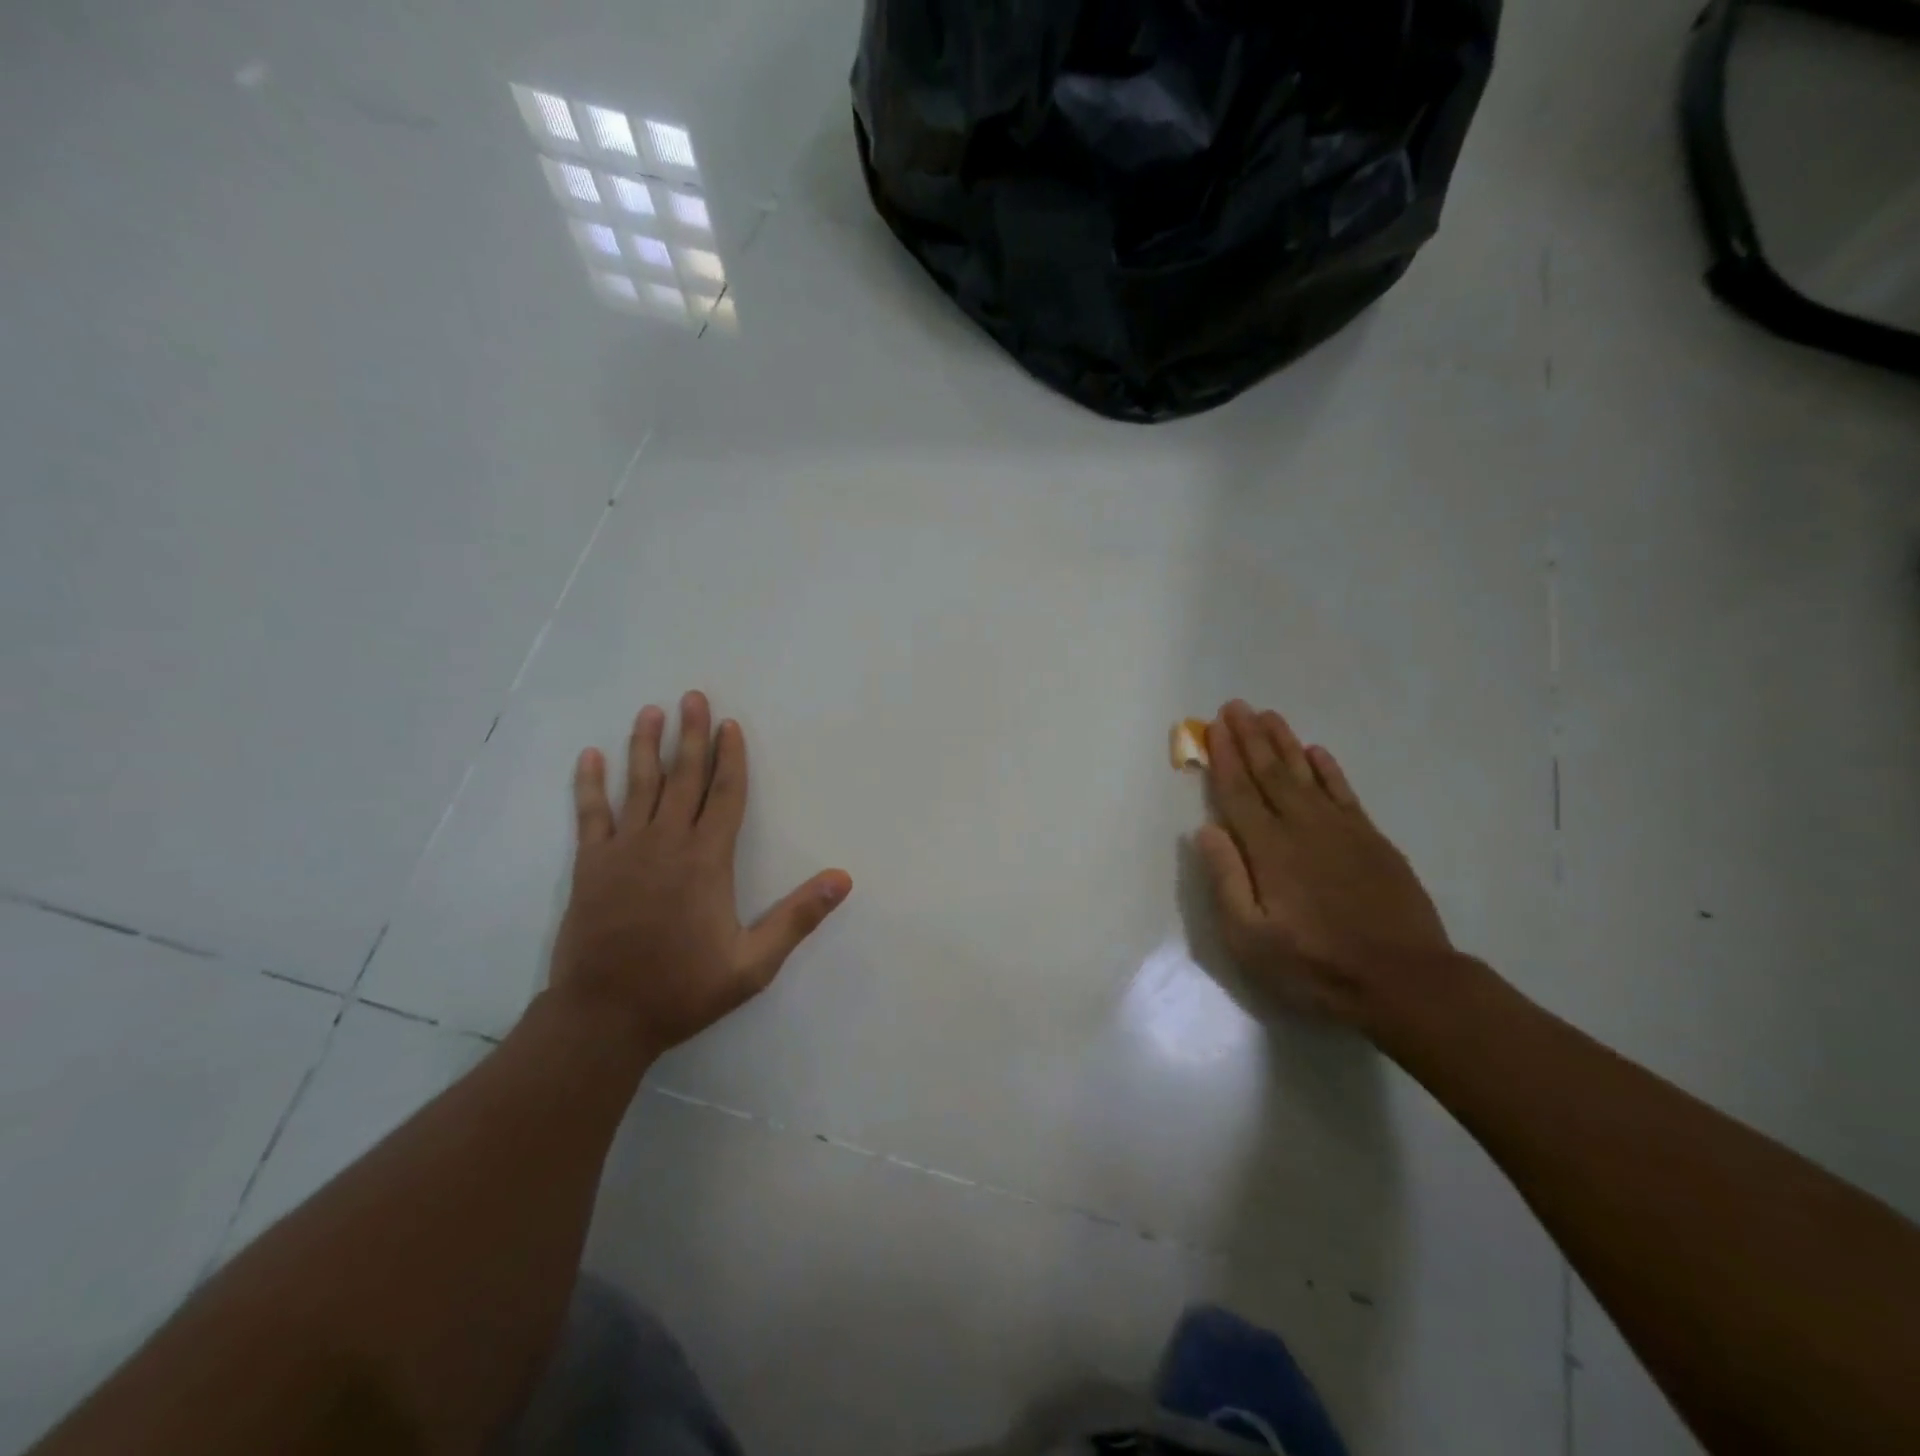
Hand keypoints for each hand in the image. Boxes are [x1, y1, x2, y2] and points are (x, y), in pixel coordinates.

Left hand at [551, 691, 851, 1057]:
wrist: (603, 1017)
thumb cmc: (683, 988)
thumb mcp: (753, 963)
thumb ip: (797, 917)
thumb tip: (842, 878)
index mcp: (707, 860)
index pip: (725, 794)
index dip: (731, 757)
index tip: (730, 724)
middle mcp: (667, 843)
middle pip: (683, 777)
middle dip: (691, 735)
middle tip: (693, 698)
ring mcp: (624, 851)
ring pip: (638, 785)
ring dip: (645, 745)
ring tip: (651, 712)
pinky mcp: (590, 866)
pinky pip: (590, 815)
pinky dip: (589, 784)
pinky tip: (589, 757)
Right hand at [1195, 701, 1450, 1027]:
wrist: (1404, 981)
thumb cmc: (1315, 965)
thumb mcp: (1250, 939)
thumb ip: (1226, 881)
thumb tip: (1205, 830)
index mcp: (1268, 850)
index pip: (1238, 793)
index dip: (1224, 757)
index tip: (1213, 727)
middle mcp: (1302, 827)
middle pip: (1269, 773)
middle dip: (1249, 737)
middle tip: (1235, 706)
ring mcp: (1341, 830)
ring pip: (1305, 774)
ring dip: (1284, 743)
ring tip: (1269, 715)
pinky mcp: (1372, 840)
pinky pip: (1344, 792)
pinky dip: (1328, 769)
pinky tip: (1316, 752)